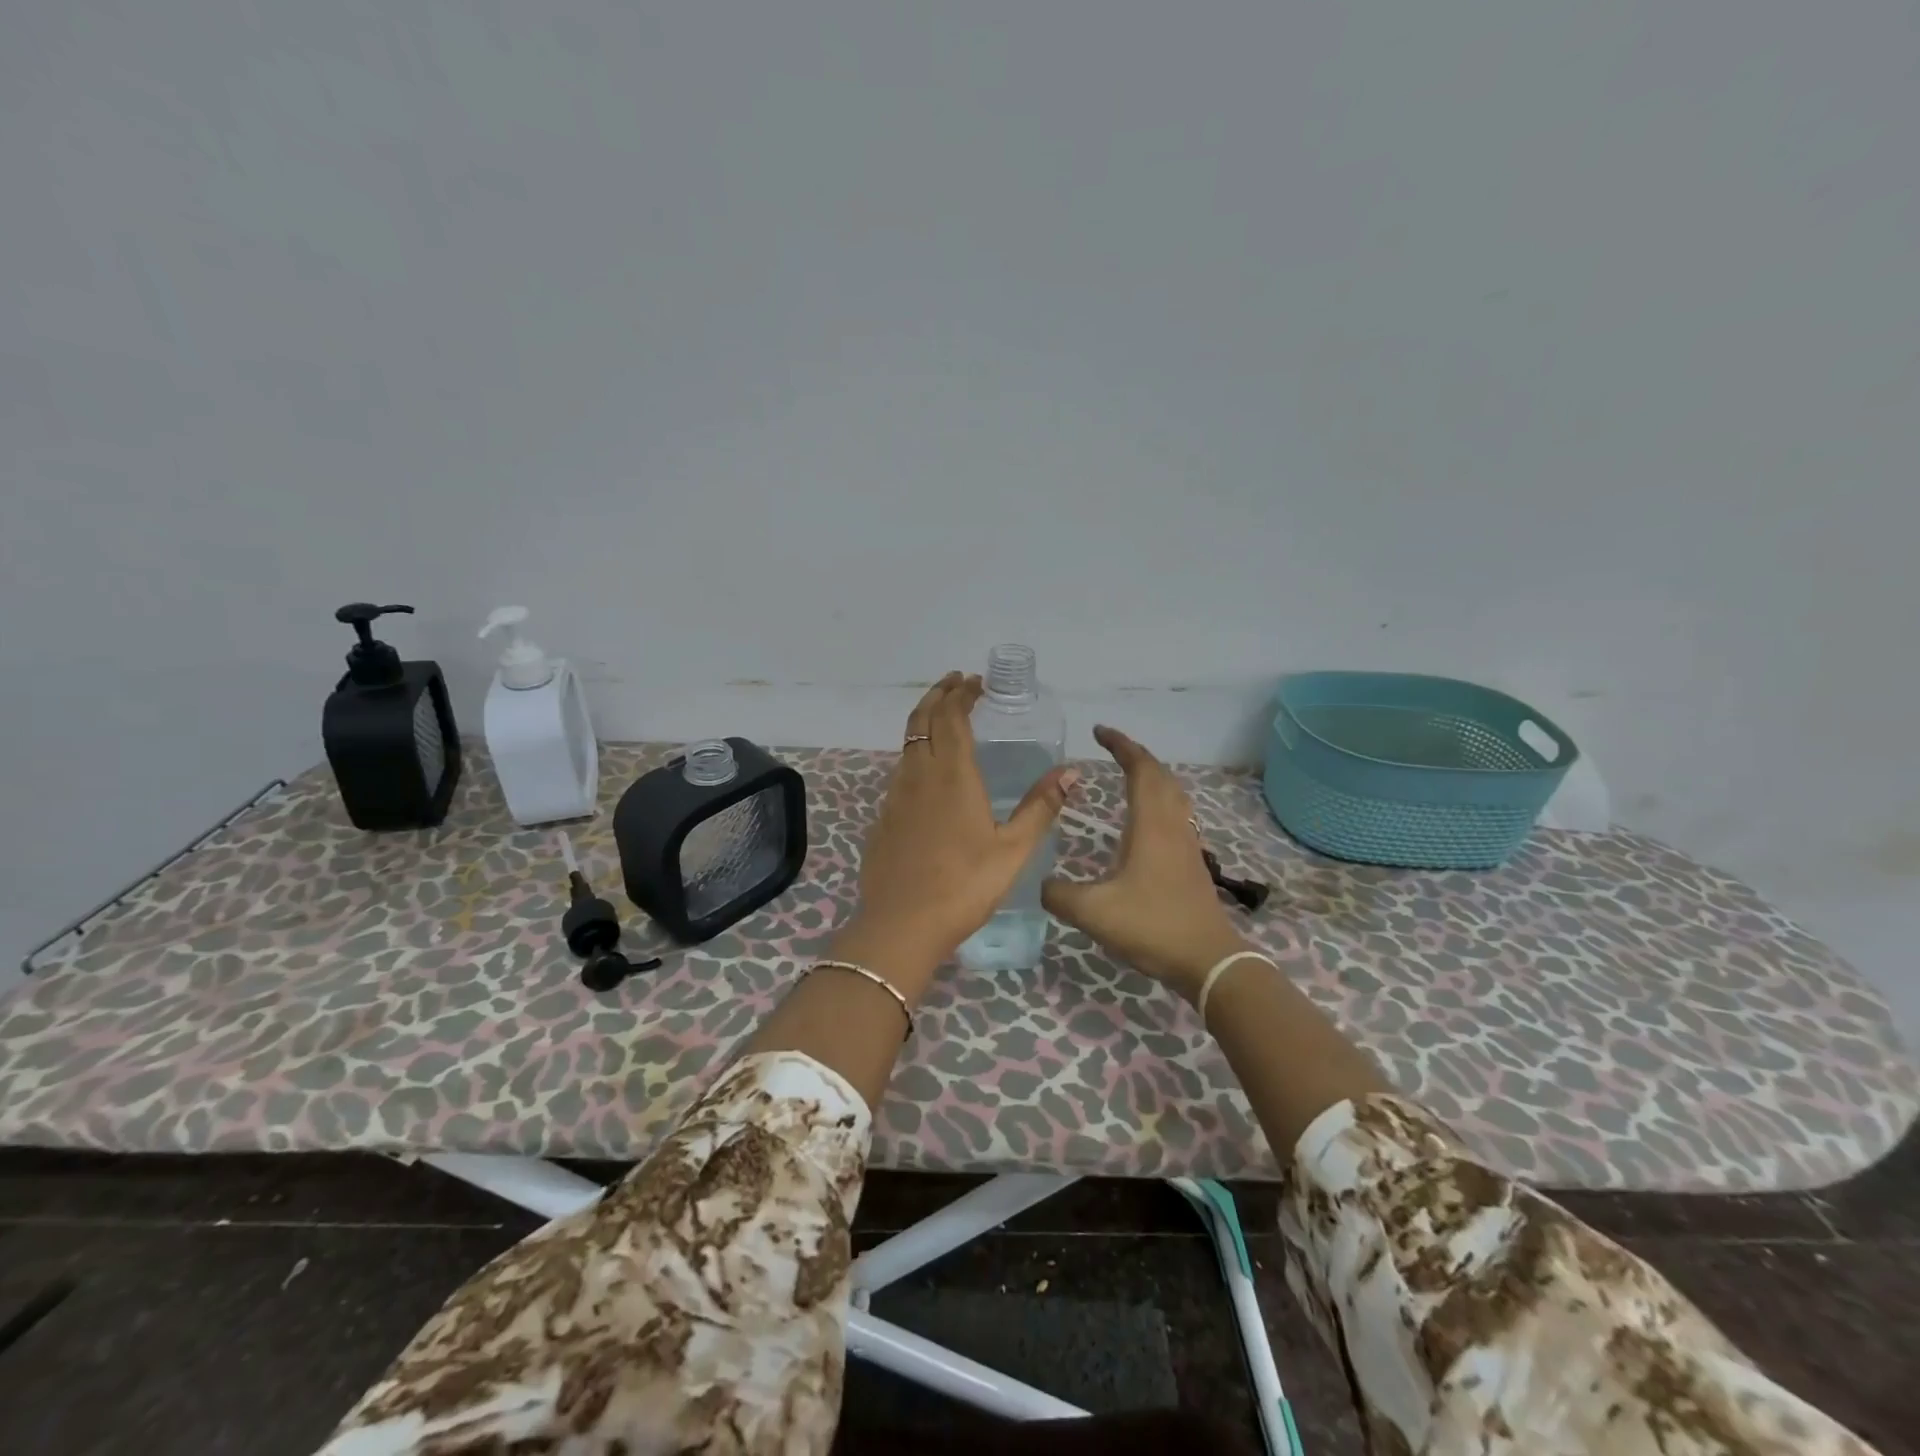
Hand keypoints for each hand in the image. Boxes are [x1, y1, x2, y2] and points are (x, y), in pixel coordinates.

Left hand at [834, 672, 1078, 991]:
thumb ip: (1041, 807)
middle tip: (955, 683)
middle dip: (938, 695)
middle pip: (922, 720)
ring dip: (924, 722)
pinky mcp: (883, 818)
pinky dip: (915, 754)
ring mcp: (895, 796)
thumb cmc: (964, 886)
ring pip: (907, 744)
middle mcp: (919, 775)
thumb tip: (1071, 772)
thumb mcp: (1013, 850)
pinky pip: (900, 772)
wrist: (901, 925)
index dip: (961, 694)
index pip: (951, 716)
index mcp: (952, 775)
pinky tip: (928, 774)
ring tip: (943, 719)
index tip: (975, 682)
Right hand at [1042, 725, 1245, 999]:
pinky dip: (1158, 800)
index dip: (1121, 746)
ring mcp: (1186, 843)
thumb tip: (1040, 884)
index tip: (1099, 732)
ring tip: (1127, 775)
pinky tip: (1146, 821)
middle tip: (1110, 748)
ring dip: (1151, 776)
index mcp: (1150, 825)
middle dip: (1136, 754)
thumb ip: (1059, 894)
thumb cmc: (1152, 926)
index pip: (1140, 769)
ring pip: (1172, 794)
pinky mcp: (1191, 862)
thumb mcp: (1093, 912)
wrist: (1208, 961)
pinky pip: (1175, 814)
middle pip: (1160, 775)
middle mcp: (1172, 825)